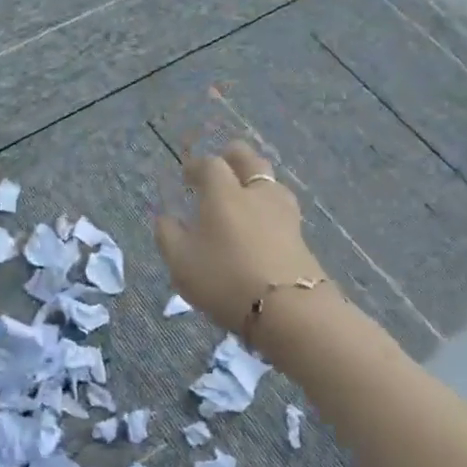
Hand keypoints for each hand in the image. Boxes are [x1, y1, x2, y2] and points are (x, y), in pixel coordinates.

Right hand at [153, 142, 330, 354]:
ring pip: (271, 182)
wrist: (291, 310)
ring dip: (256, 180)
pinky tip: (262, 223)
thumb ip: (169, 235)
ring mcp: (284, 214)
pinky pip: (282, 209)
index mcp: (223, 193)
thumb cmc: (225, 279)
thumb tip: (165, 218)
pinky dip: (269, 207)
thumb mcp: (181, 262)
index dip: (196, 166)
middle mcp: (255, 194)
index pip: (210, 164)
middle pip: (249, 159)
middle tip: (222, 165)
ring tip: (245, 194)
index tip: (187, 176)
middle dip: (233, 157)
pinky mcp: (301, 236)